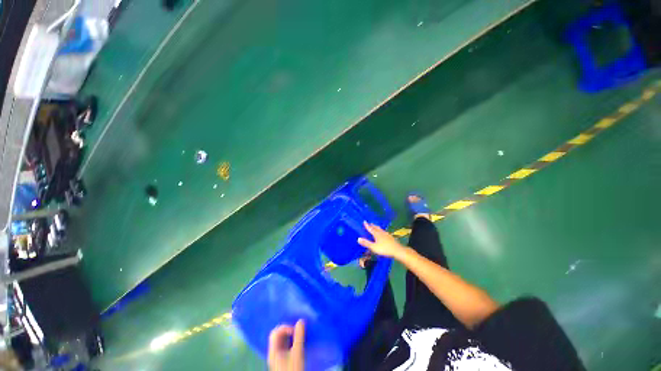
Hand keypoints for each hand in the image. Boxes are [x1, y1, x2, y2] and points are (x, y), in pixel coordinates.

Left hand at [268, 320, 304, 370]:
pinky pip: (284, 347)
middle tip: (296, 331)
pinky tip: (297, 343)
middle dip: (287, 331)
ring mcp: (277, 357)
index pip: (275, 333)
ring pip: (281, 341)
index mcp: (273, 351)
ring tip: (298, 336)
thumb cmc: (294, 370)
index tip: (295, 331)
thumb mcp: (298, 353)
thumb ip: (299, 336)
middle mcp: (273, 353)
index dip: (285, 328)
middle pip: (277, 336)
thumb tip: (301, 321)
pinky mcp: (282, 361)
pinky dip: (290, 342)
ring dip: (289, 336)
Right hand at [358, 221, 406, 258]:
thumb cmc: (385, 249)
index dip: (367, 225)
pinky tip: (383, 233)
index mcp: (377, 234)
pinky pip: (384, 232)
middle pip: (376, 228)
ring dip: (377, 228)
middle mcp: (381, 233)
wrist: (397, 250)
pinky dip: (382, 231)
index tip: (364, 221)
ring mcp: (387, 235)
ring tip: (376, 227)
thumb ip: (366, 243)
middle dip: (372, 225)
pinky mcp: (390, 237)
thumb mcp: (374, 247)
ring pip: (381, 229)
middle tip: (370, 223)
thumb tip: (358, 238)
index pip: (370, 229)